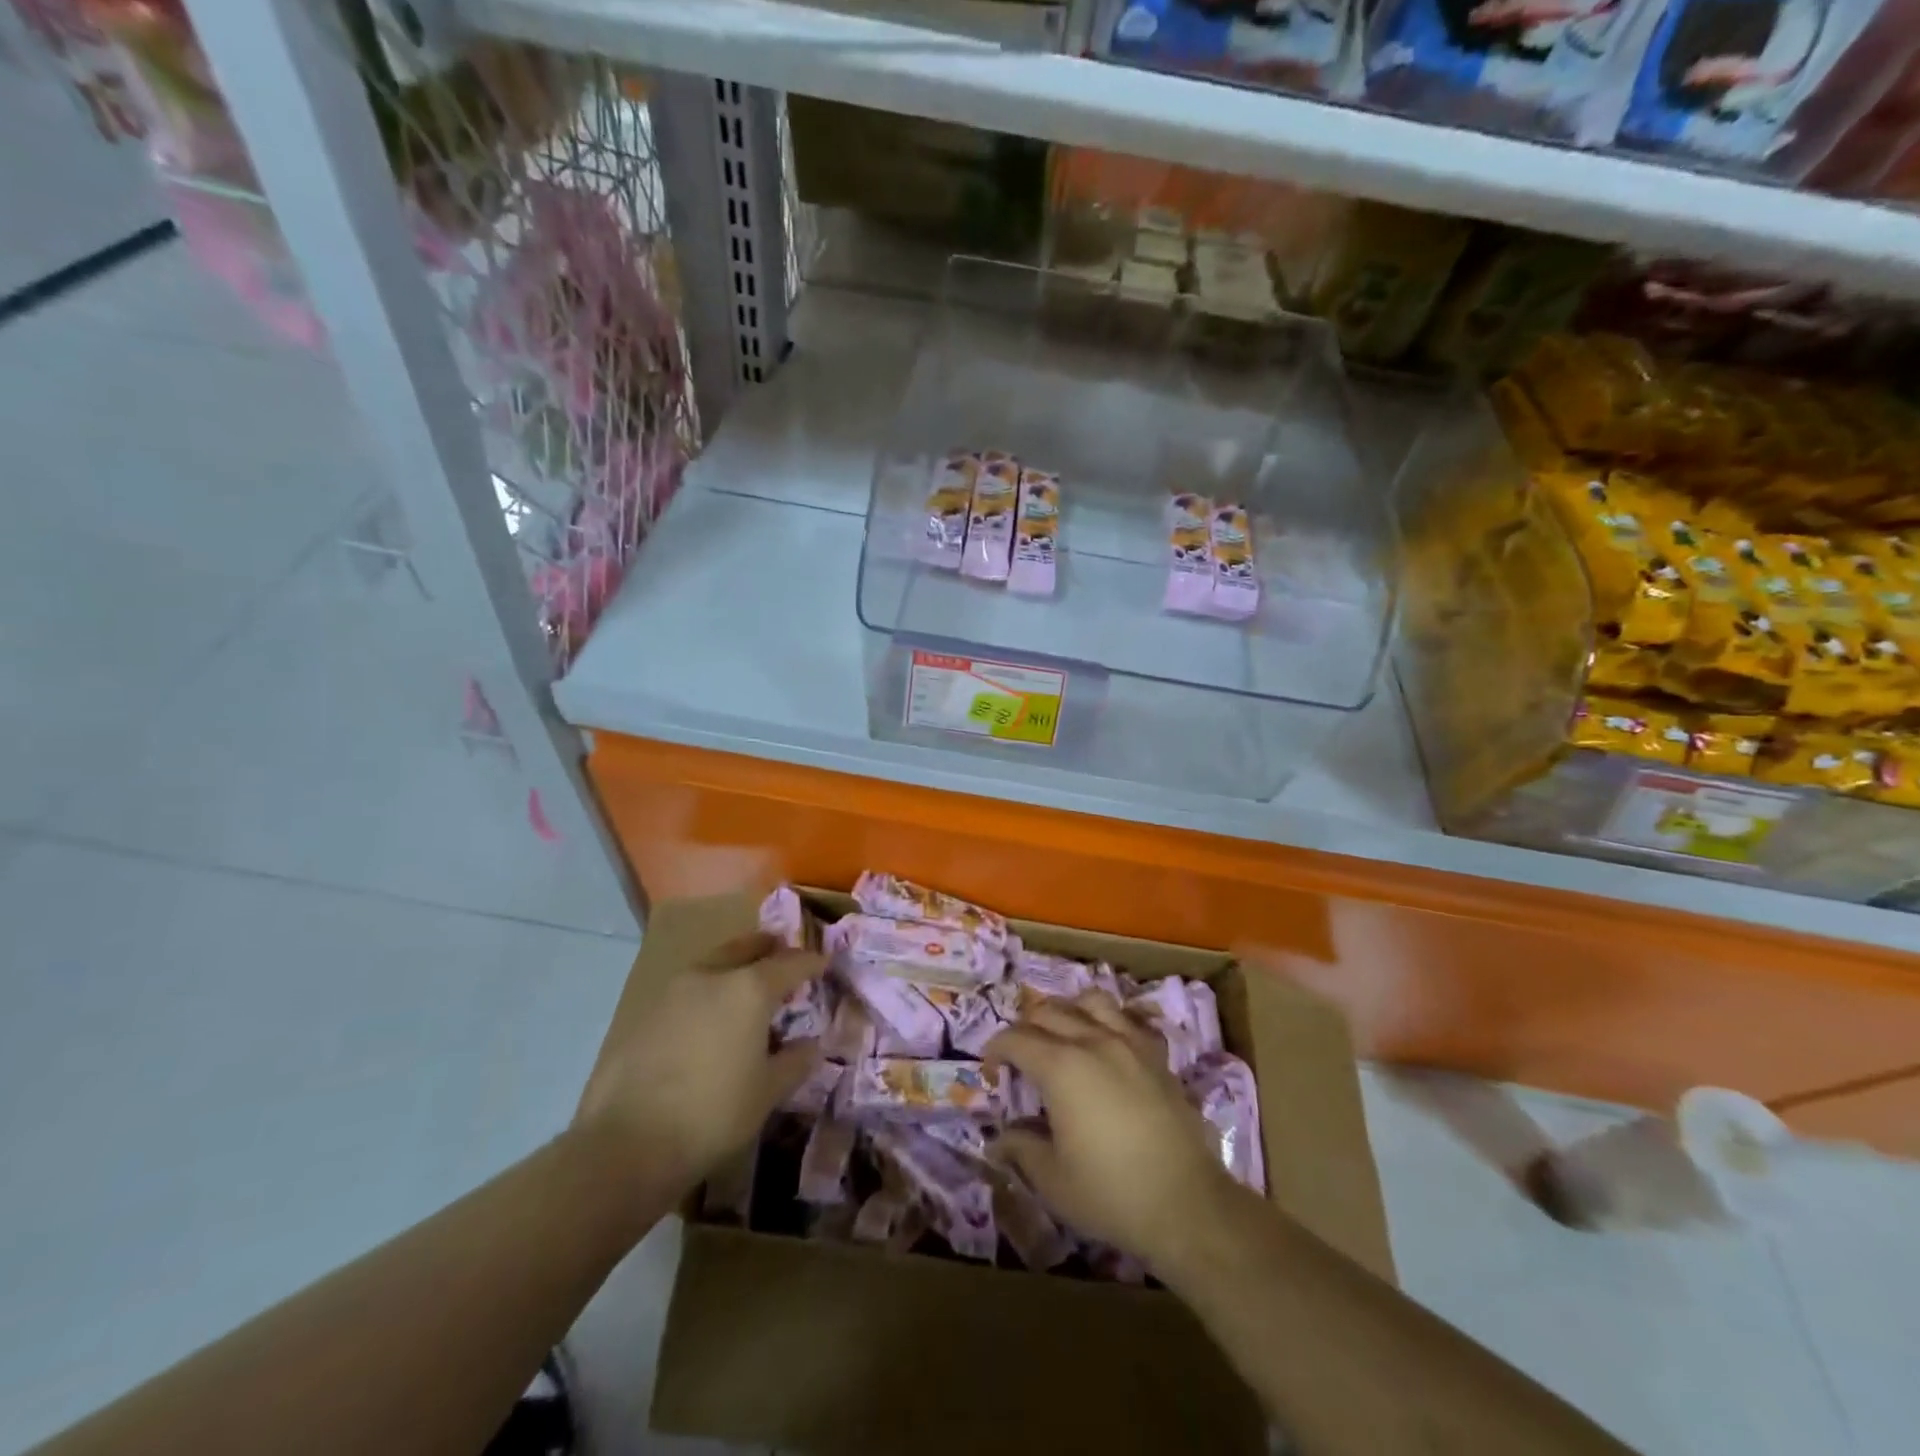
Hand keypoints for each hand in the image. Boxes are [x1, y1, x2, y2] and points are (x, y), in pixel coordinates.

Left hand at [575, 930, 822, 1191]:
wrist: (627, 1144)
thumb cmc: (713, 1114)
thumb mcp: (767, 1092)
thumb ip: (795, 1061)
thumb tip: (811, 1044)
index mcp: (749, 989)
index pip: (790, 963)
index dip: (811, 962)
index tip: (824, 963)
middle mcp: (712, 976)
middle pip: (747, 948)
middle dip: (769, 949)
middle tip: (783, 956)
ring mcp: (673, 990)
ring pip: (713, 964)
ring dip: (734, 966)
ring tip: (746, 985)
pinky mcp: (645, 1012)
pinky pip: (687, 989)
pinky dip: (707, 991)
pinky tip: (708, 1017)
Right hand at [985, 991, 1241, 1272]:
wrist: (1187, 1205)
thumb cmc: (1111, 1194)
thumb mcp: (1053, 1180)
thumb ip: (1021, 1148)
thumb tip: (999, 1138)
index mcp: (1060, 1067)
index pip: (1016, 1039)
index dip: (996, 1049)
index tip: (991, 1070)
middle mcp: (1093, 1041)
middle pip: (1049, 1012)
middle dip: (1026, 1027)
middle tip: (1020, 1056)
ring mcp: (1129, 1044)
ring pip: (1091, 1001)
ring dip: (1069, 1011)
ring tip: (1063, 1036)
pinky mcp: (1157, 1056)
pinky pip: (1128, 1020)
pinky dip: (1108, 1022)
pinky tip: (1106, 1046)